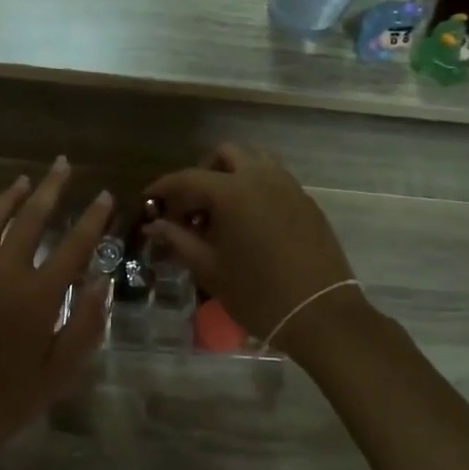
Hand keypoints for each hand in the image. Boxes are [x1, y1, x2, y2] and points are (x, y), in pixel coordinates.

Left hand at [0, 158, 111, 469]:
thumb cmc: (2, 399)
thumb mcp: (58, 373)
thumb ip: (85, 325)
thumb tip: (103, 281)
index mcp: (38, 296)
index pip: (74, 246)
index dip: (92, 219)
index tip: (104, 196)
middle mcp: (4, 273)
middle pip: (30, 219)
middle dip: (49, 189)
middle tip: (62, 165)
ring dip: (7, 197)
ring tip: (23, 180)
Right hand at [143, 144, 362, 352]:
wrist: (320, 314)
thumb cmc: (256, 294)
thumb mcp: (209, 268)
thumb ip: (178, 240)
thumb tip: (154, 226)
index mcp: (232, 191)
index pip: (188, 178)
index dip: (164, 187)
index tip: (149, 200)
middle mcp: (261, 177)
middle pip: (225, 154)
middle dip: (203, 172)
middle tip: (190, 205)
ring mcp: (289, 186)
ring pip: (255, 161)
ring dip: (232, 175)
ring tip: (221, 211)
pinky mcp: (307, 202)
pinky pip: (275, 179)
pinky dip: (255, 188)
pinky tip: (248, 222)